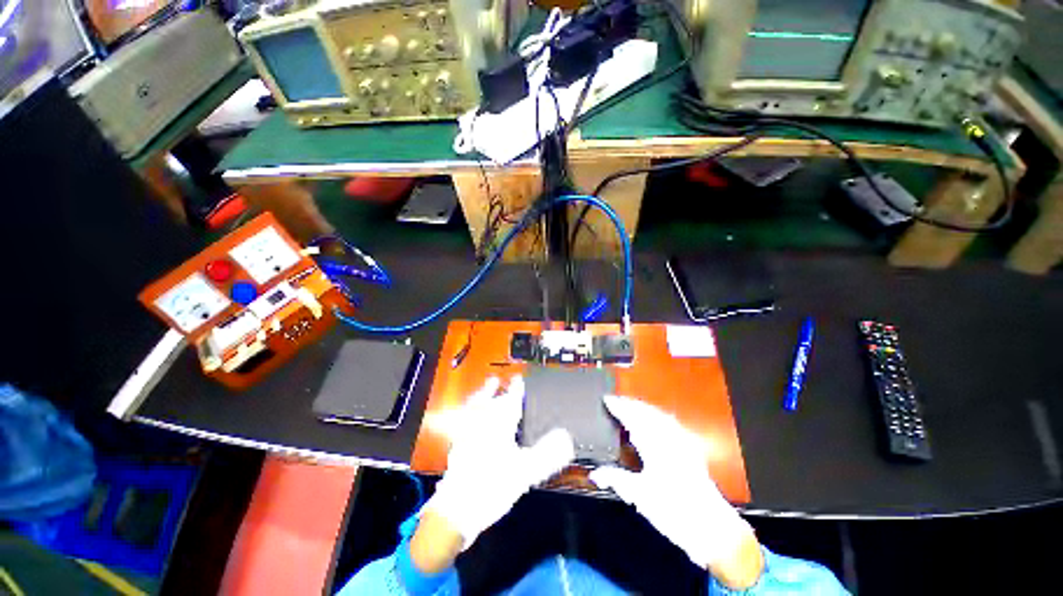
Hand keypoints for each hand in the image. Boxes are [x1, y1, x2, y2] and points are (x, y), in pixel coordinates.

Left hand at [420, 376, 574, 557]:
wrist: (457, 510)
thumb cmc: (492, 485)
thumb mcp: (525, 471)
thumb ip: (547, 454)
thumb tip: (566, 437)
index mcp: (497, 427)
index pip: (509, 401)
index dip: (515, 389)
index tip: (518, 379)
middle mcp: (480, 426)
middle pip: (488, 402)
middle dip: (493, 390)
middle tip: (495, 380)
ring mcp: (467, 437)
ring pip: (473, 411)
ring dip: (480, 399)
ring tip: (482, 392)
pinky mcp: (458, 450)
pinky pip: (464, 424)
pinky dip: (469, 417)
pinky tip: (470, 422)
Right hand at [589, 395, 763, 588]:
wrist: (712, 528)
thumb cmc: (674, 511)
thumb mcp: (640, 497)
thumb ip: (616, 480)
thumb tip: (595, 473)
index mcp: (655, 446)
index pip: (633, 418)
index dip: (619, 407)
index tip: (607, 400)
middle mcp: (670, 439)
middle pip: (647, 412)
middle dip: (631, 403)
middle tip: (616, 400)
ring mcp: (683, 442)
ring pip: (660, 415)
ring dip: (644, 407)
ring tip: (632, 405)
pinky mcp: (691, 449)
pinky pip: (672, 423)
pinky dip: (660, 416)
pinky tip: (658, 419)